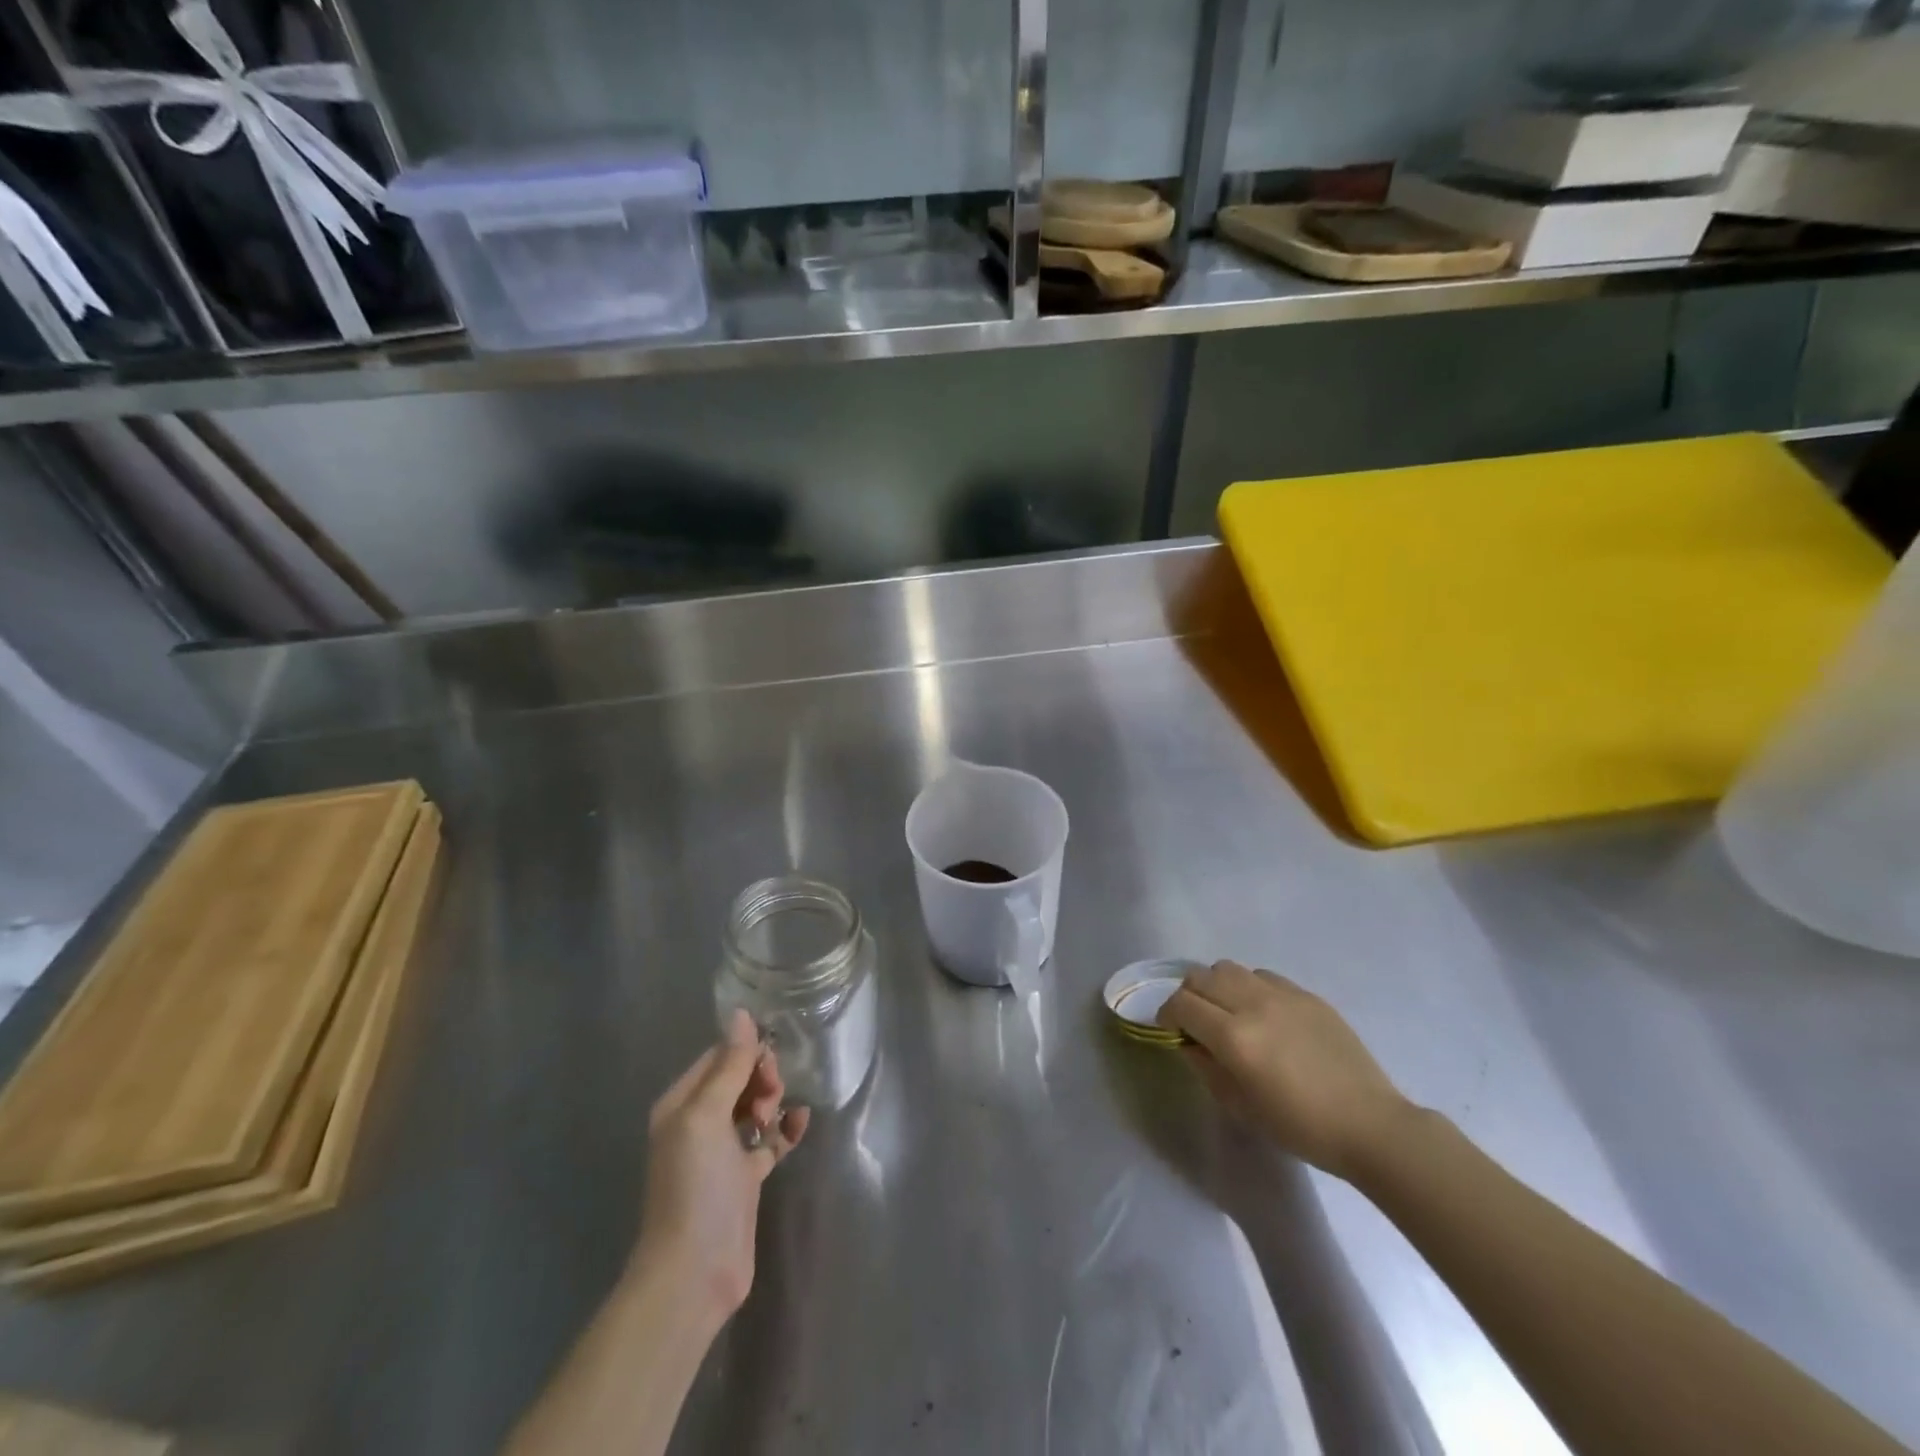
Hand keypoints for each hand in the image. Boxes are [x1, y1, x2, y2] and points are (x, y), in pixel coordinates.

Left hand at [633, 1010, 809, 1324]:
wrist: (694, 1272)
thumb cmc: (695, 1185)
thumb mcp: (707, 1116)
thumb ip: (729, 1066)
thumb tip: (742, 1014)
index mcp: (682, 1104)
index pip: (718, 1057)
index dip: (746, 1053)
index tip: (768, 1065)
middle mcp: (699, 1123)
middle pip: (738, 1079)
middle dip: (761, 1079)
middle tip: (770, 1100)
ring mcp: (722, 1153)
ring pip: (754, 1107)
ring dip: (772, 1102)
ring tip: (777, 1118)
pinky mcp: (744, 1178)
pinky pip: (770, 1140)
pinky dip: (785, 1130)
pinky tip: (800, 1125)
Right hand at [1159, 960, 1410, 1180]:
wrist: (1370, 1125)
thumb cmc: (1300, 1127)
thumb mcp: (1240, 1106)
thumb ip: (1206, 1066)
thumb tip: (1189, 1041)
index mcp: (1234, 1037)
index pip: (1182, 1004)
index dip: (1168, 1014)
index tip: (1172, 1031)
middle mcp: (1253, 1004)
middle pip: (1200, 976)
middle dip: (1188, 995)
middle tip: (1195, 1020)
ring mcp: (1282, 995)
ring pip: (1229, 968)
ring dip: (1218, 986)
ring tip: (1228, 1012)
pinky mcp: (1307, 994)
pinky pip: (1263, 976)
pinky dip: (1250, 987)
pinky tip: (1263, 1013)